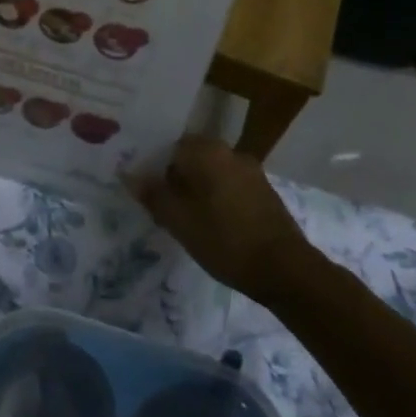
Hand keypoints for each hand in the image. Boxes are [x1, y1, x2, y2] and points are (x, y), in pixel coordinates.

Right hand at [128, 136, 314, 301]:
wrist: (285, 269)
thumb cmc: (224, 240)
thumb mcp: (178, 221)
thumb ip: (153, 195)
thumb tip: (130, 175)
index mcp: (207, 151)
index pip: (170, 147)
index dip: (155, 169)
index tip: (148, 193)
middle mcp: (230, 152)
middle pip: (192, 159)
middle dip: (176, 180)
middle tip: (164, 209)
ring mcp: (251, 171)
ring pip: (212, 173)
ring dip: (198, 190)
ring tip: (187, 221)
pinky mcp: (265, 192)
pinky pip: (230, 186)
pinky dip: (218, 199)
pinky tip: (214, 225)